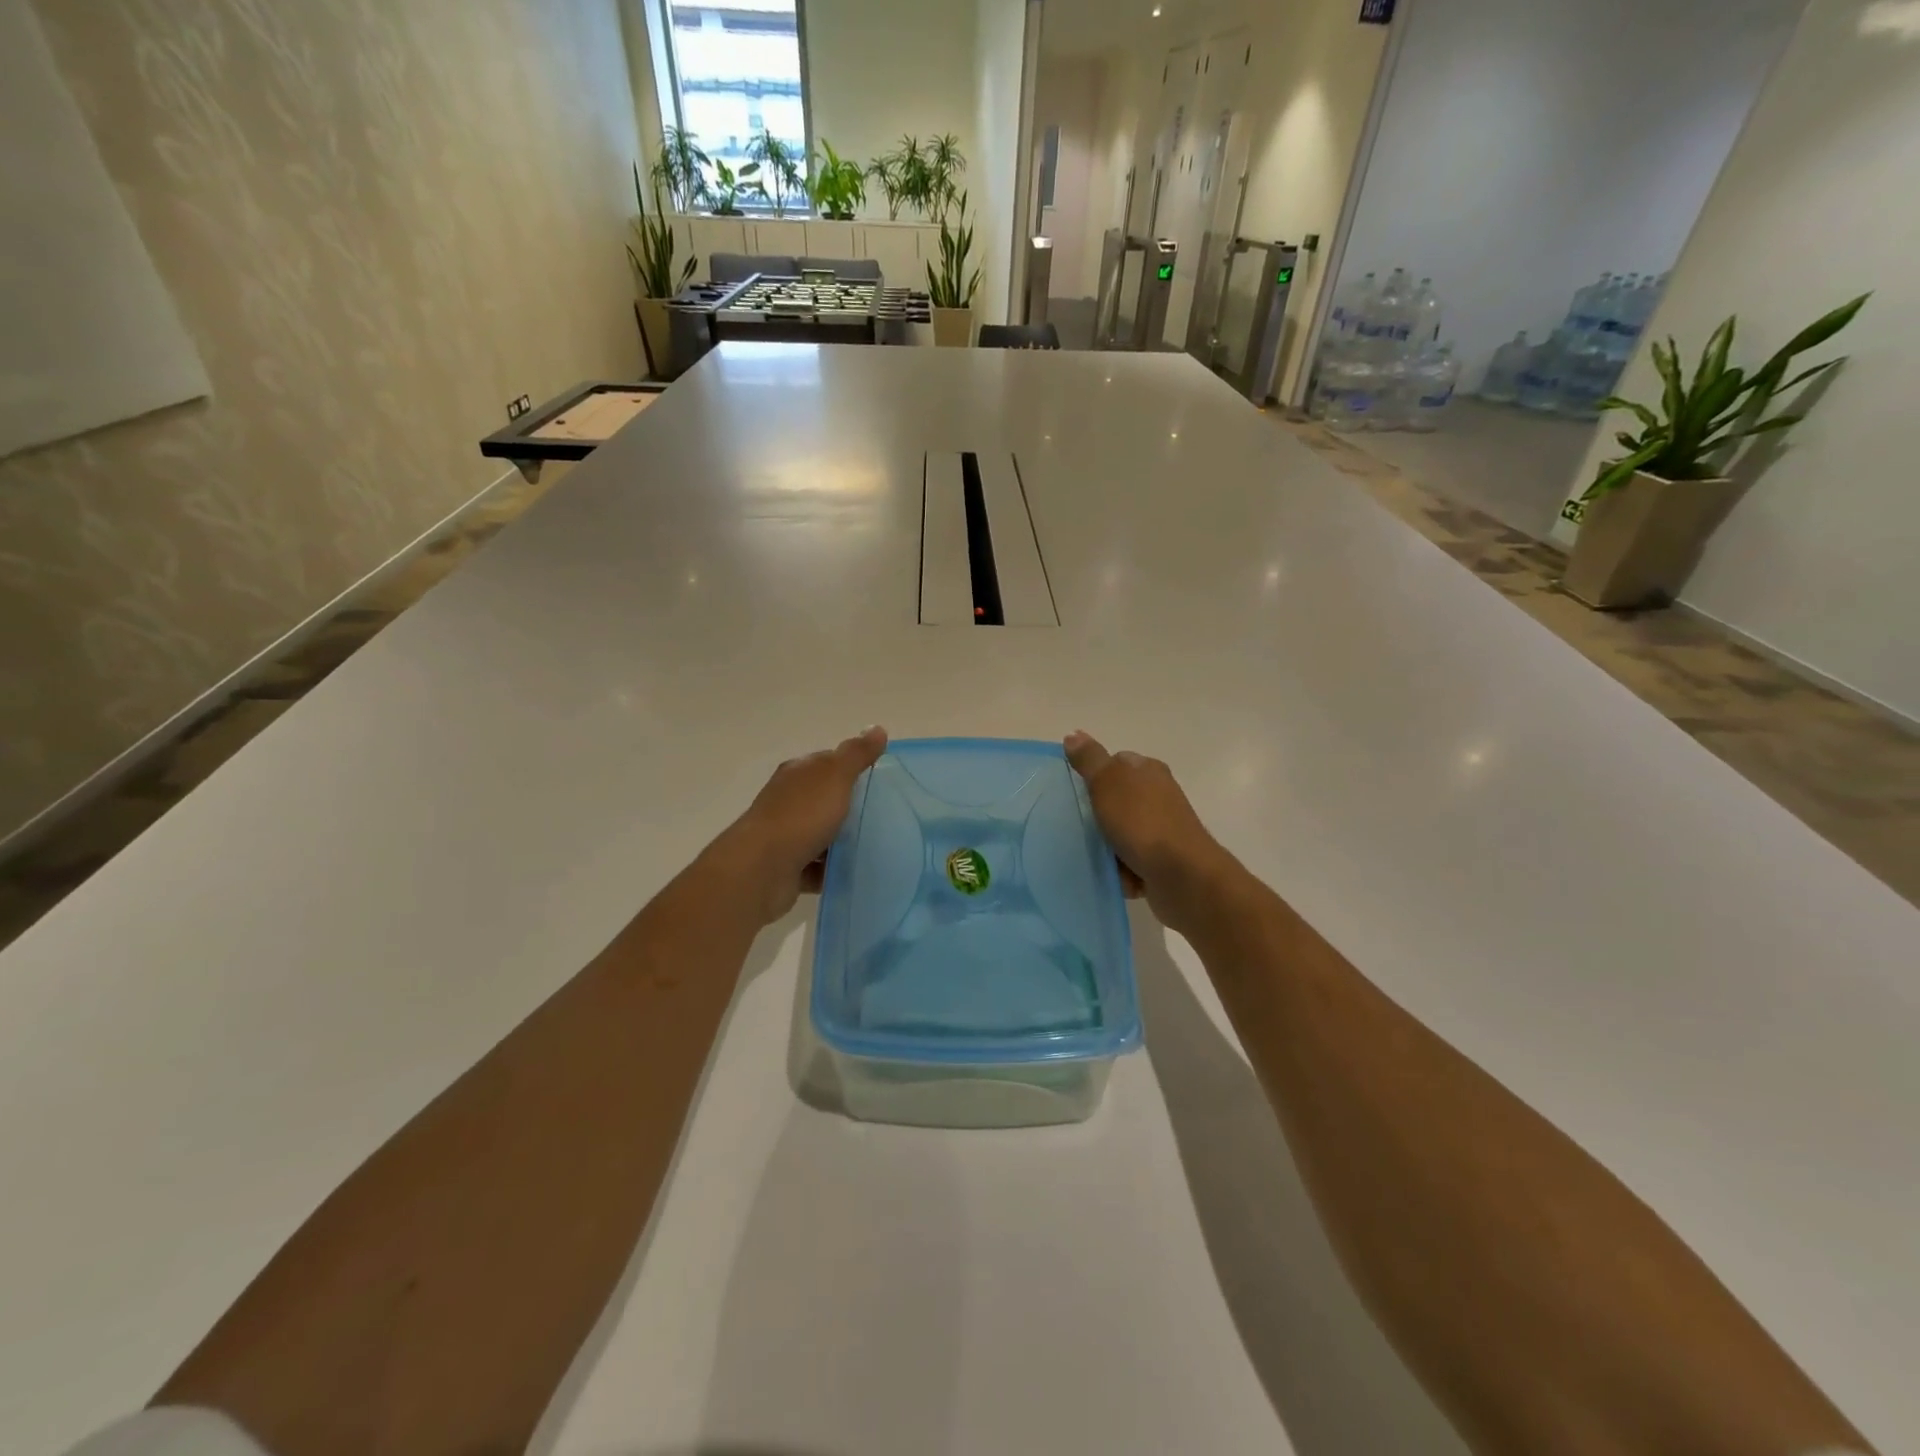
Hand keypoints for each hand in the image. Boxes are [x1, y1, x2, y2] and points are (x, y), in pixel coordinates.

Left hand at [713, 726, 887, 923]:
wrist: (762, 868)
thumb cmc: (801, 815)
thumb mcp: (835, 776)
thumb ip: (856, 754)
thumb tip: (877, 728)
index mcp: (797, 773)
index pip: (828, 762)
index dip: (853, 767)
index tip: (881, 780)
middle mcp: (788, 800)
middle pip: (825, 798)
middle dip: (851, 806)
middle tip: (885, 815)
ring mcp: (786, 834)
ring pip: (822, 833)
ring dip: (843, 840)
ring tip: (876, 845)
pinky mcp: (788, 866)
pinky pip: (817, 866)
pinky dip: (833, 869)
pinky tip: (855, 871)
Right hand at [1064, 730, 1230, 927]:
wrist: (1182, 874)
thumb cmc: (1142, 822)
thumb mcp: (1108, 782)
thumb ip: (1090, 759)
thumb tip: (1073, 734)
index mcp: (1148, 770)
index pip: (1115, 763)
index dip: (1094, 776)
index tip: (1076, 793)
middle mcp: (1159, 795)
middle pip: (1116, 800)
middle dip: (1098, 814)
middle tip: (1079, 825)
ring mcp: (1162, 828)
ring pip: (1121, 832)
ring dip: (1107, 845)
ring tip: (1093, 853)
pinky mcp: (1162, 859)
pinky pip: (1131, 860)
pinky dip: (1121, 869)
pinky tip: (1114, 874)